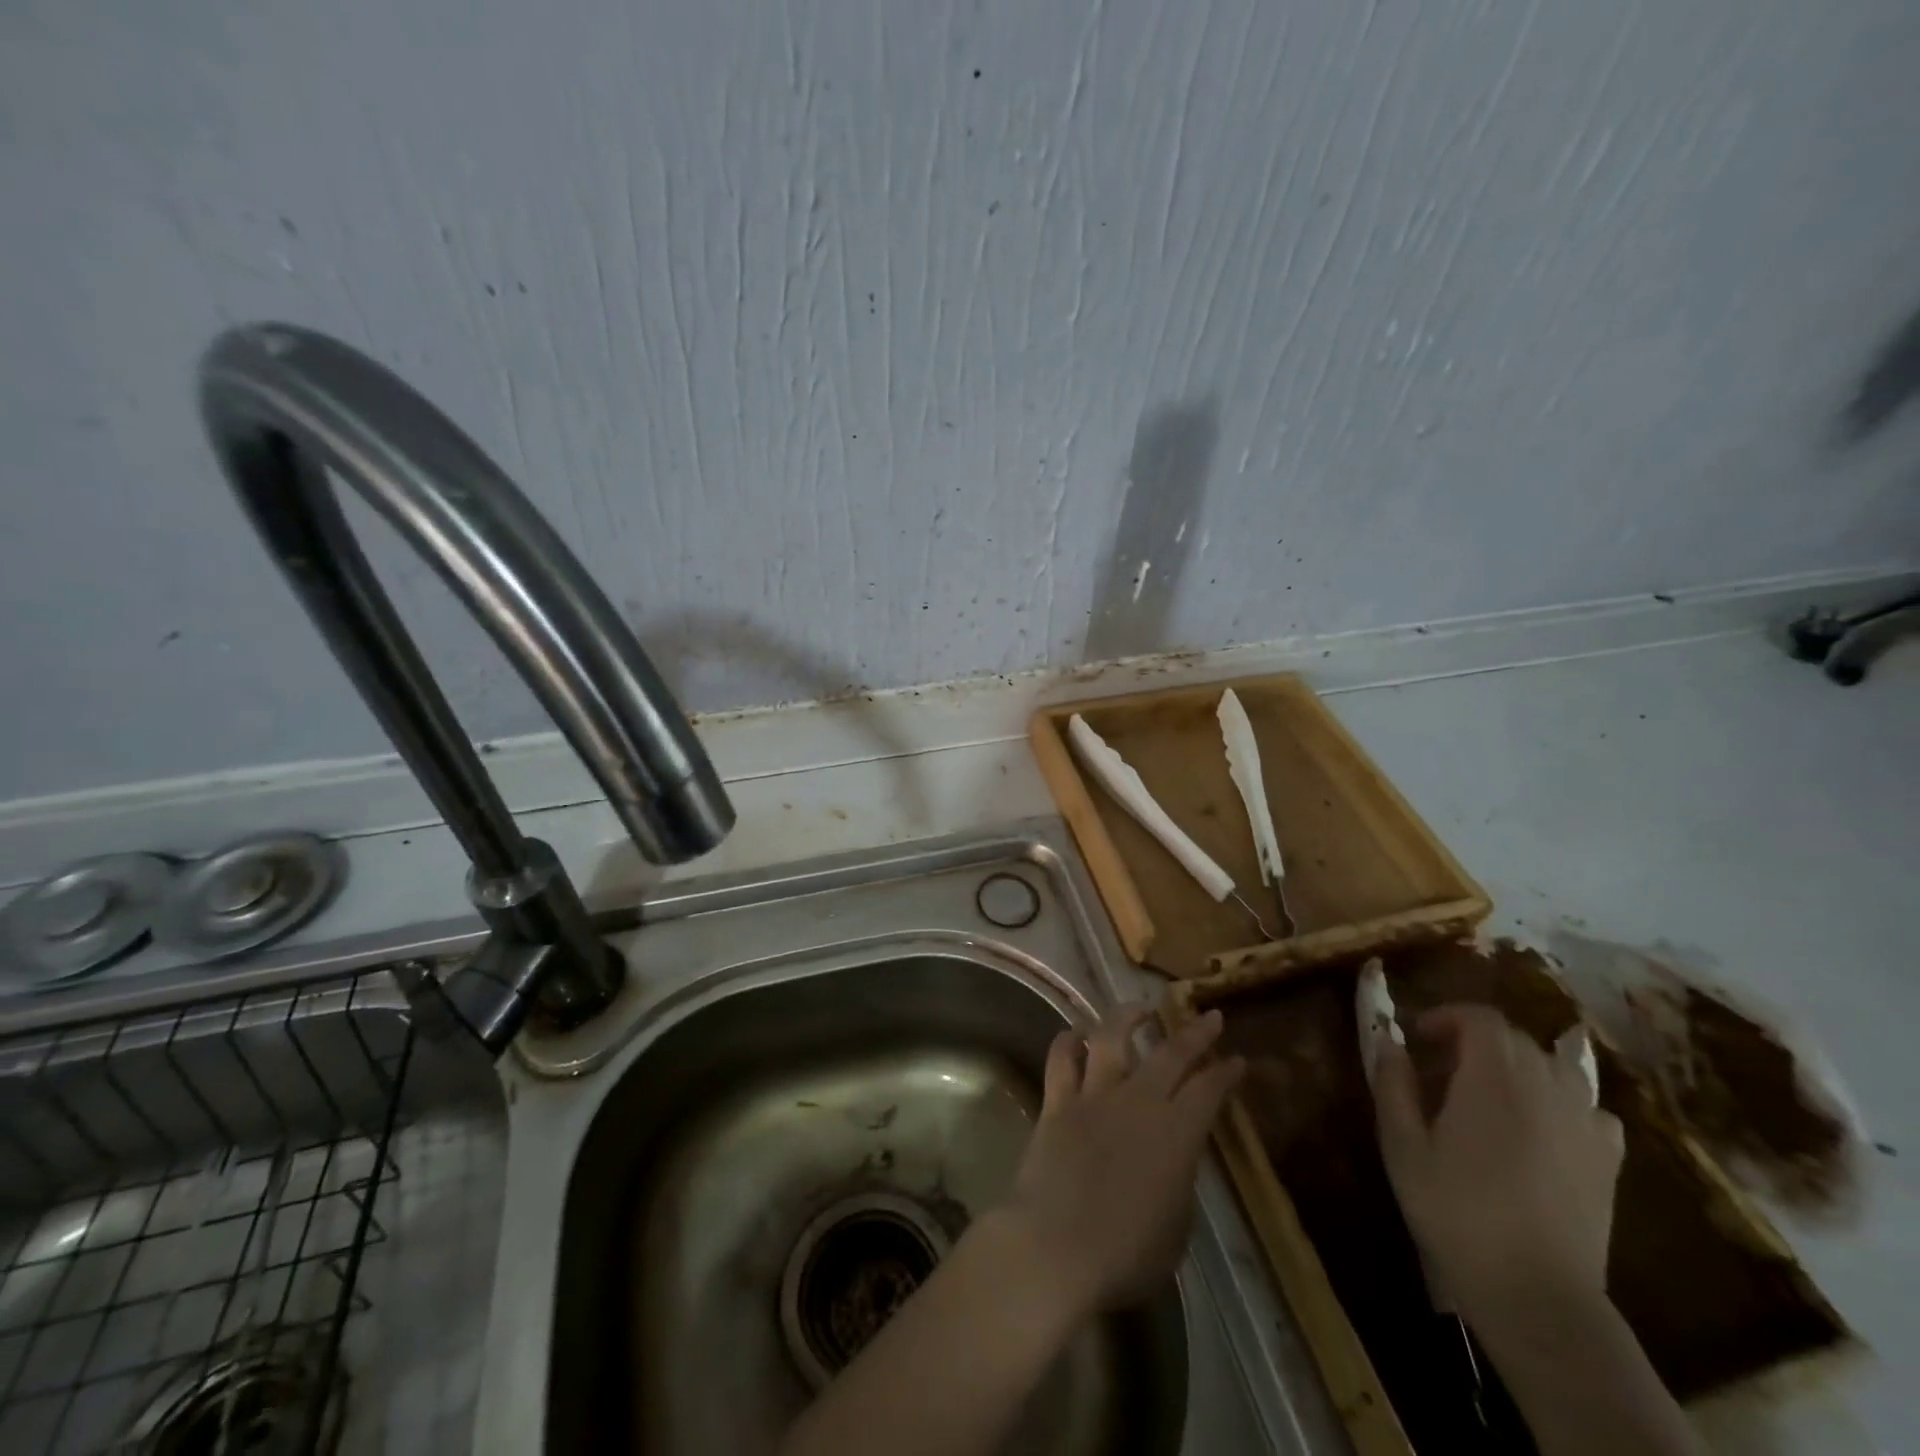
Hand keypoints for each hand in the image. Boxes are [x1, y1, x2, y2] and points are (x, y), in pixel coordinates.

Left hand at [994, 1006, 1244, 1320]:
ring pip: (1112, 1038)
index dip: (1226, 1073)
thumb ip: (1178, 1184)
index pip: (1209, 1092)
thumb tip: (1172, 1162)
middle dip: (1194, 1033)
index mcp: (1177, 1135)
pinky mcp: (1057, 1102)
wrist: (1057, 1247)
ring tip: (1139, 1008)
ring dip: (1127, 1017)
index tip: (1237, 1059)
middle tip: (1209, 1017)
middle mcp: (1139, 1102)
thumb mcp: (1176, 1229)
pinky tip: (1076, 1034)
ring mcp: (1095, 1096)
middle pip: (1171, 1055)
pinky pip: (1061, 1059)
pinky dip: (1068, 1041)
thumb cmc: (1126, 1254)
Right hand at [1370, 1003, 1624, 1325]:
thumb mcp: (1402, 1145)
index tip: (1418, 1037)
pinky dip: (1561, 1103)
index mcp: (1495, 1079)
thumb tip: (1388, 1040)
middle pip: (1516, 1040)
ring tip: (1489, 1095)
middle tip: (1440, 1070)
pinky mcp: (1607, 1162)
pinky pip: (1589, 1109)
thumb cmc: (1456, 1211)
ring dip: (1518, 1067)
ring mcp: (1584, 1125)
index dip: (1447, 1017)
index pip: (1481, 1018)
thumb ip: (1392, 1083)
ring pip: (1555, 1069)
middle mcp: (1547, 1089)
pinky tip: (1541, 1129)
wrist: (1537, 1294)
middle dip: (1475, 1041)